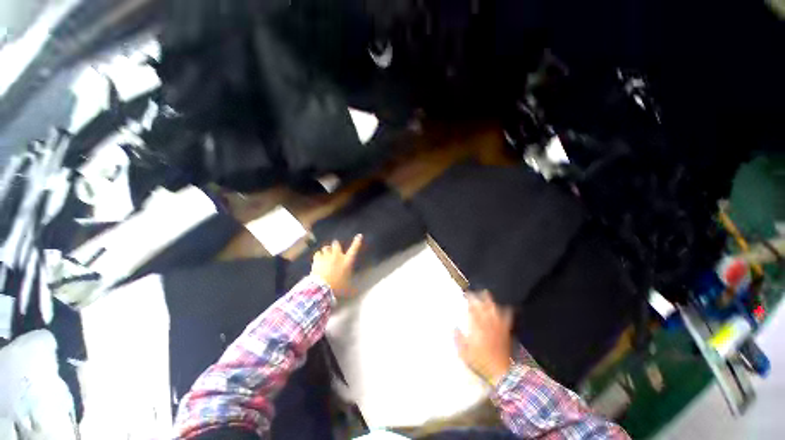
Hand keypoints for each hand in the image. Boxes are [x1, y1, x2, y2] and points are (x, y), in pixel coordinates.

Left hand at [311, 234, 362, 295]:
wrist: (322, 287)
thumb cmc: (338, 287)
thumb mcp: (348, 287)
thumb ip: (353, 287)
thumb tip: (357, 291)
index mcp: (347, 261)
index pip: (354, 249)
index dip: (357, 241)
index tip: (359, 235)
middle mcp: (338, 256)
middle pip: (336, 244)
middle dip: (335, 245)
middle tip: (334, 249)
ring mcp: (327, 256)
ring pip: (326, 247)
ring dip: (326, 250)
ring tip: (325, 254)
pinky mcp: (318, 259)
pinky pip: (318, 253)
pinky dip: (318, 255)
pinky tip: (318, 259)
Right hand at [455, 291, 513, 386]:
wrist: (501, 372)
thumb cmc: (480, 361)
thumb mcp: (463, 352)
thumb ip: (458, 338)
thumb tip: (453, 327)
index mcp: (476, 326)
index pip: (472, 308)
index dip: (469, 299)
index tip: (466, 294)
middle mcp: (488, 322)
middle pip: (484, 305)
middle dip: (479, 296)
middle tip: (474, 292)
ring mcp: (498, 326)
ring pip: (495, 309)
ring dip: (490, 301)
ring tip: (486, 294)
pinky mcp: (505, 331)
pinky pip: (507, 318)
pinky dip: (506, 311)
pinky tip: (505, 307)